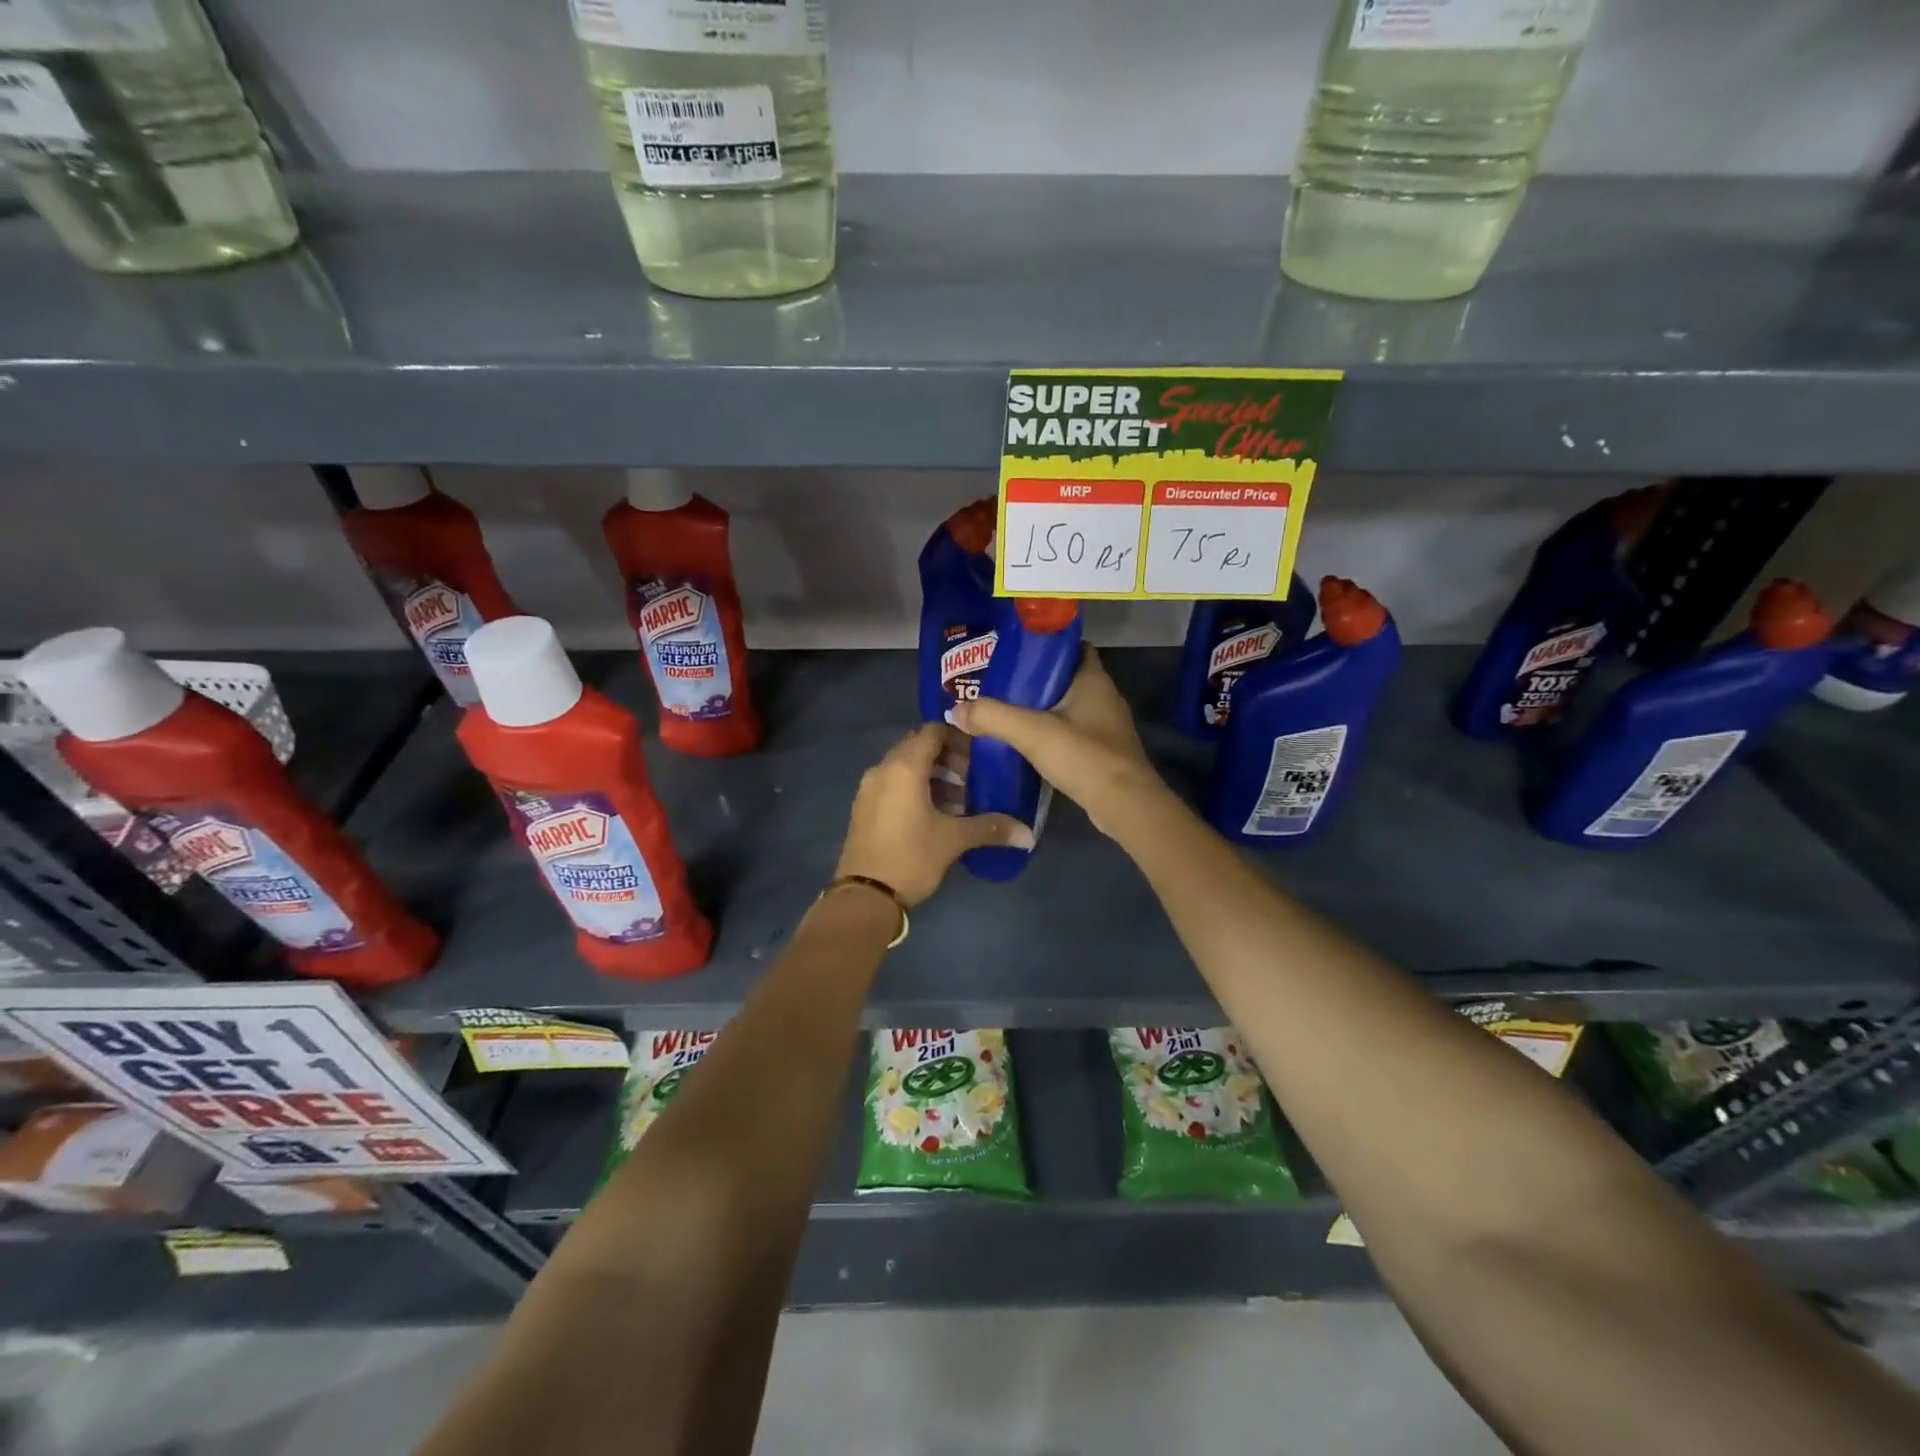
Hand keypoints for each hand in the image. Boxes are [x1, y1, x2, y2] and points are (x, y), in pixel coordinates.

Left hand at [835, 723, 1033, 905]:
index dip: (958, 737)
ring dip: (933, 776)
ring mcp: (869, 788)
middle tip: (973, 778)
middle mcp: (883, 769)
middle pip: (918, 747)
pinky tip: (936, 814)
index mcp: (903, 767)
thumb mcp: (953, 840)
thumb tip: (1027, 834)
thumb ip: (991, 828)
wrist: (865, 896)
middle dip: (947, 758)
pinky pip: (894, 784)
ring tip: (959, 800)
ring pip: (905, 767)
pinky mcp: (865, 807)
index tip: (981, 753)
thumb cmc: (911, 857)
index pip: (932, 731)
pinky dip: (915, 789)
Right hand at [951, 646, 1164, 835]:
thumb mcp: (1030, 732)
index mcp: (1093, 679)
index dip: (1044, 646)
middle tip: (998, 685)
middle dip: (1034, 681)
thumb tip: (955, 710)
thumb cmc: (1083, 756)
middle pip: (1065, 679)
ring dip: (1041, 710)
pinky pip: (1071, 734)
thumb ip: (992, 716)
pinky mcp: (1103, 753)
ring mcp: (1106, 727)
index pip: (1072, 647)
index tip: (1013, 653)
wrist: (1124, 805)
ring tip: (1005, 713)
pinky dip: (1050, 734)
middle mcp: (1104, 697)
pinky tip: (1026, 744)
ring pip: (1068, 708)